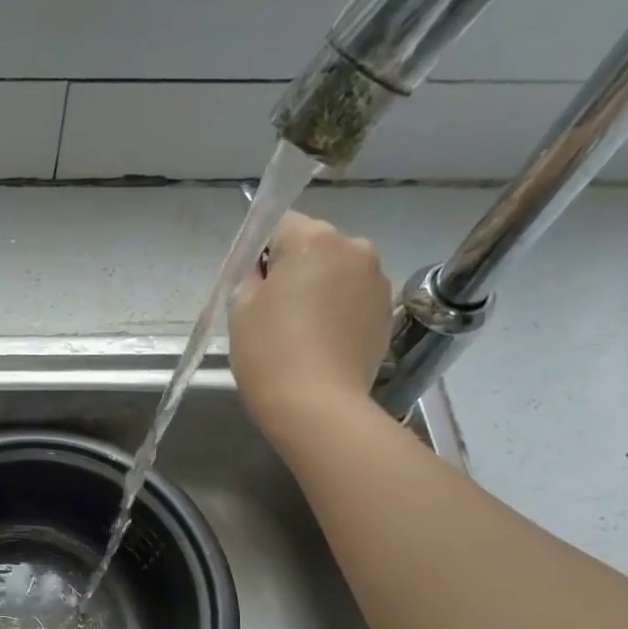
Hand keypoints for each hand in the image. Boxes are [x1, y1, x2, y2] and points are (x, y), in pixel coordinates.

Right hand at [229, 212, 393, 427]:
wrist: (317, 405)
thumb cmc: (269, 352)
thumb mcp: (240, 307)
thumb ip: (252, 274)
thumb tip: (267, 269)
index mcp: (314, 240)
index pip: (280, 223)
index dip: (261, 252)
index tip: (253, 285)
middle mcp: (354, 248)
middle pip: (313, 245)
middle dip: (294, 267)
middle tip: (273, 311)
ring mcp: (377, 280)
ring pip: (337, 271)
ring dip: (319, 288)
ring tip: (300, 331)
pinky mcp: (387, 311)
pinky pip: (353, 297)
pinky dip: (337, 310)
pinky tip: (321, 342)